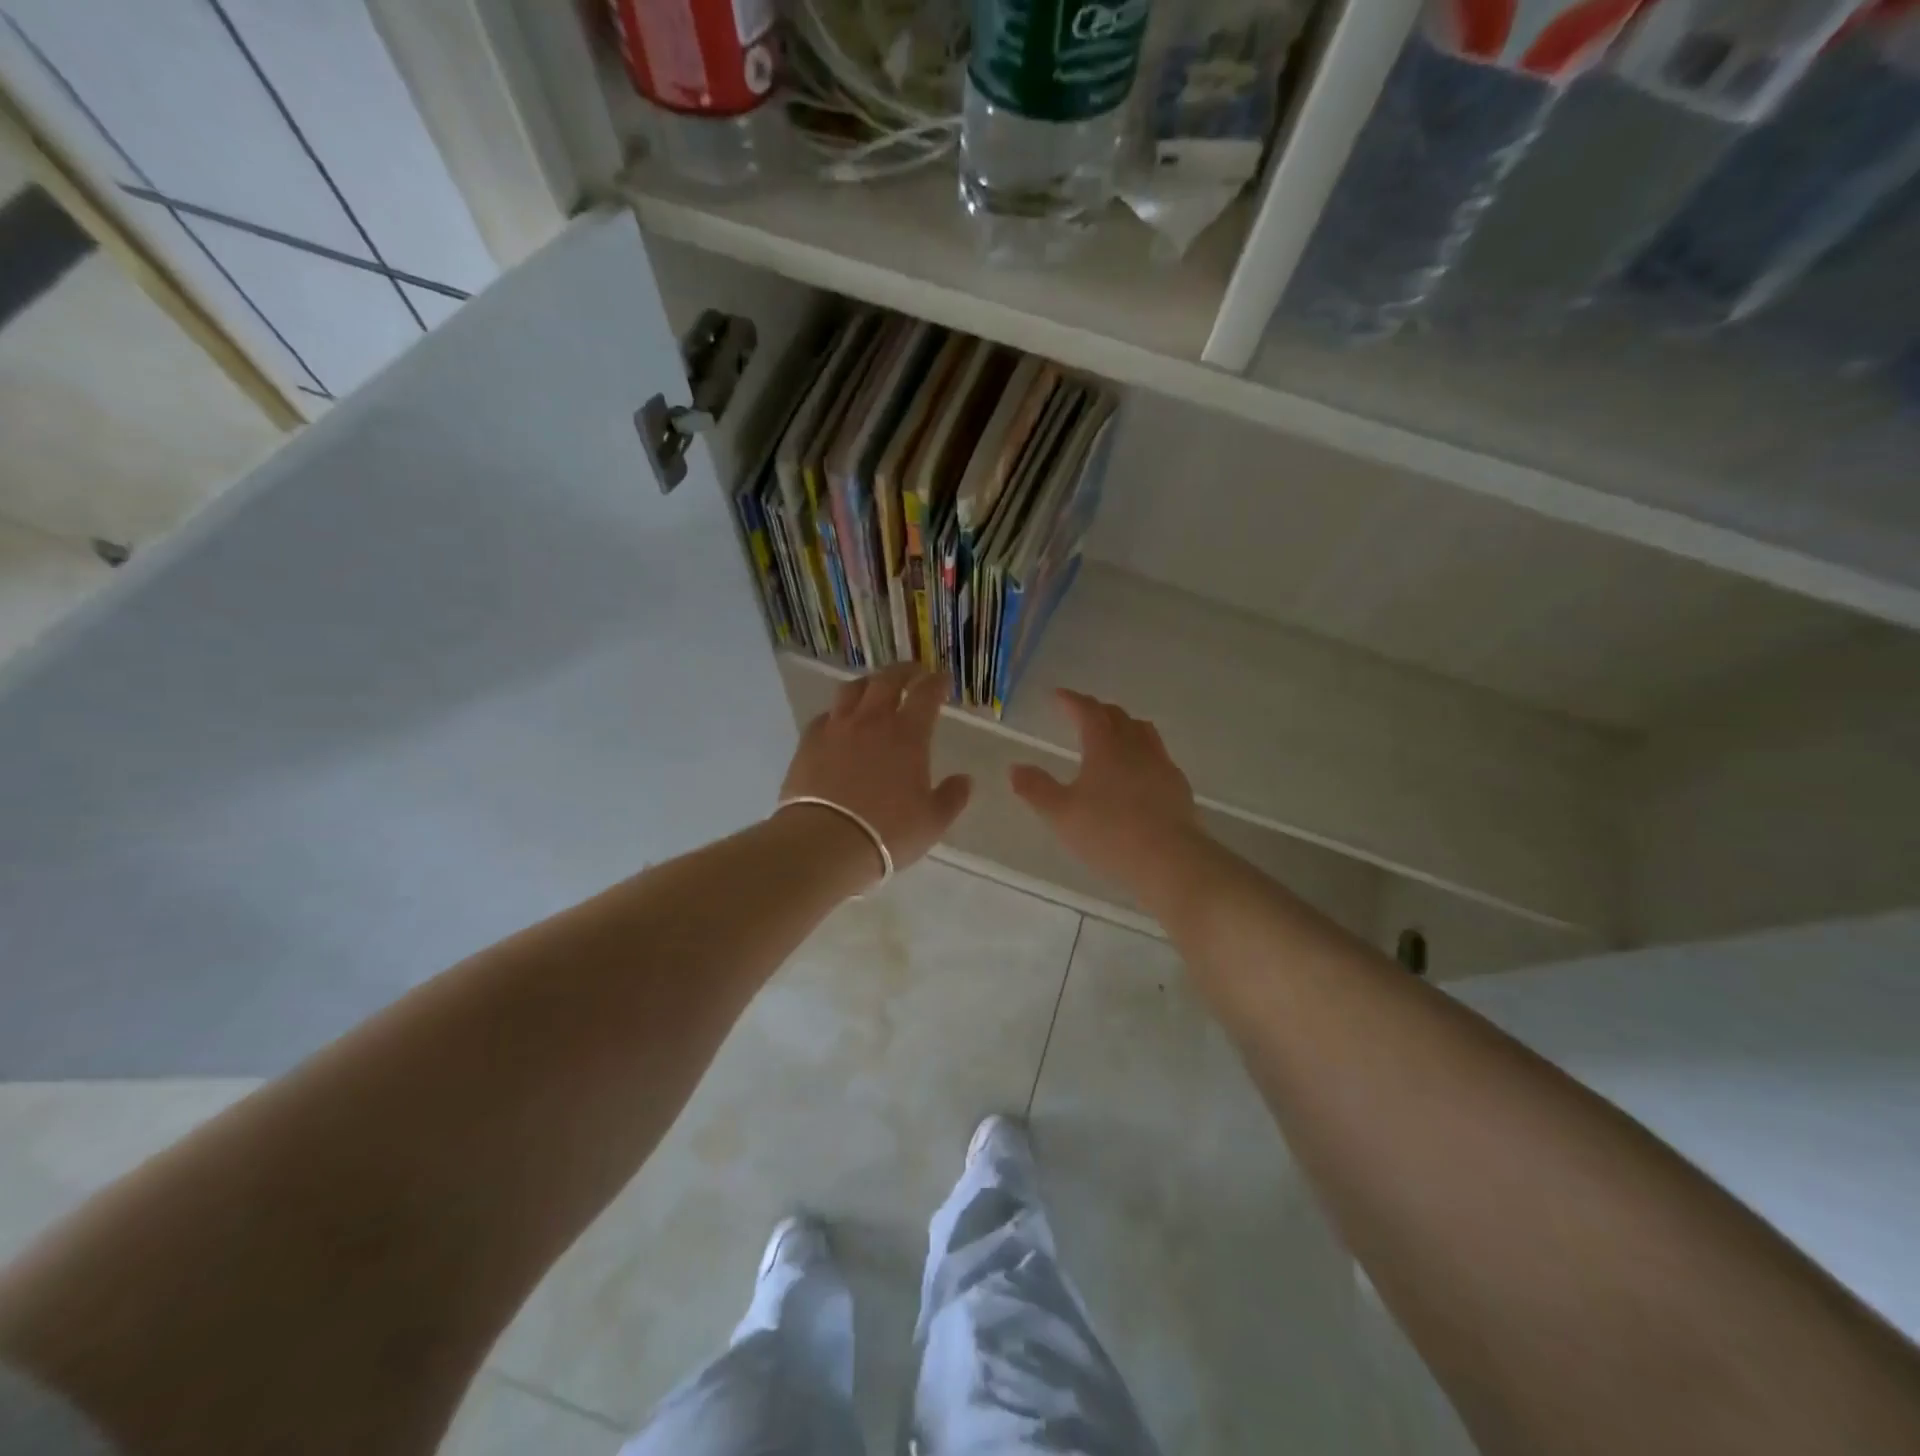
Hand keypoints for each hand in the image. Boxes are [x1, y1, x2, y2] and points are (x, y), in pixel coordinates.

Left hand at [779, 665, 971, 883]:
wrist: (825, 841)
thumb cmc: (887, 832)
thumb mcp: (932, 821)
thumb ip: (952, 797)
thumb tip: (965, 780)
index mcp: (908, 734)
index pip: (926, 694)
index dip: (937, 682)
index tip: (943, 679)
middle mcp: (872, 721)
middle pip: (887, 680)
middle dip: (904, 671)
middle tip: (913, 672)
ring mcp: (837, 728)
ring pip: (852, 689)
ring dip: (869, 683)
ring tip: (875, 687)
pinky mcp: (809, 742)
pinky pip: (826, 715)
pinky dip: (838, 712)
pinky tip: (839, 721)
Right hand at [1010, 690, 1205, 910]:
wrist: (1169, 859)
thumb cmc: (1109, 832)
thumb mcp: (1061, 814)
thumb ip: (1036, 789)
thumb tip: (1015, 768)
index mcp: (1105, 746)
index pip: (1087, 711)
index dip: (1071, 701)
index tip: (1058, 695)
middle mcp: (1135, 746)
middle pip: (1117, 716)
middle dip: (1097, 710)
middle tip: (1083, 713)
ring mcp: (1161, 764)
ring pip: (1143, 732)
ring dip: (1124, 726)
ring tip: (1114, 734)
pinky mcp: (1178, 786)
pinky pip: (1158, 756)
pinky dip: (1143, 752)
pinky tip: (1139, 771)